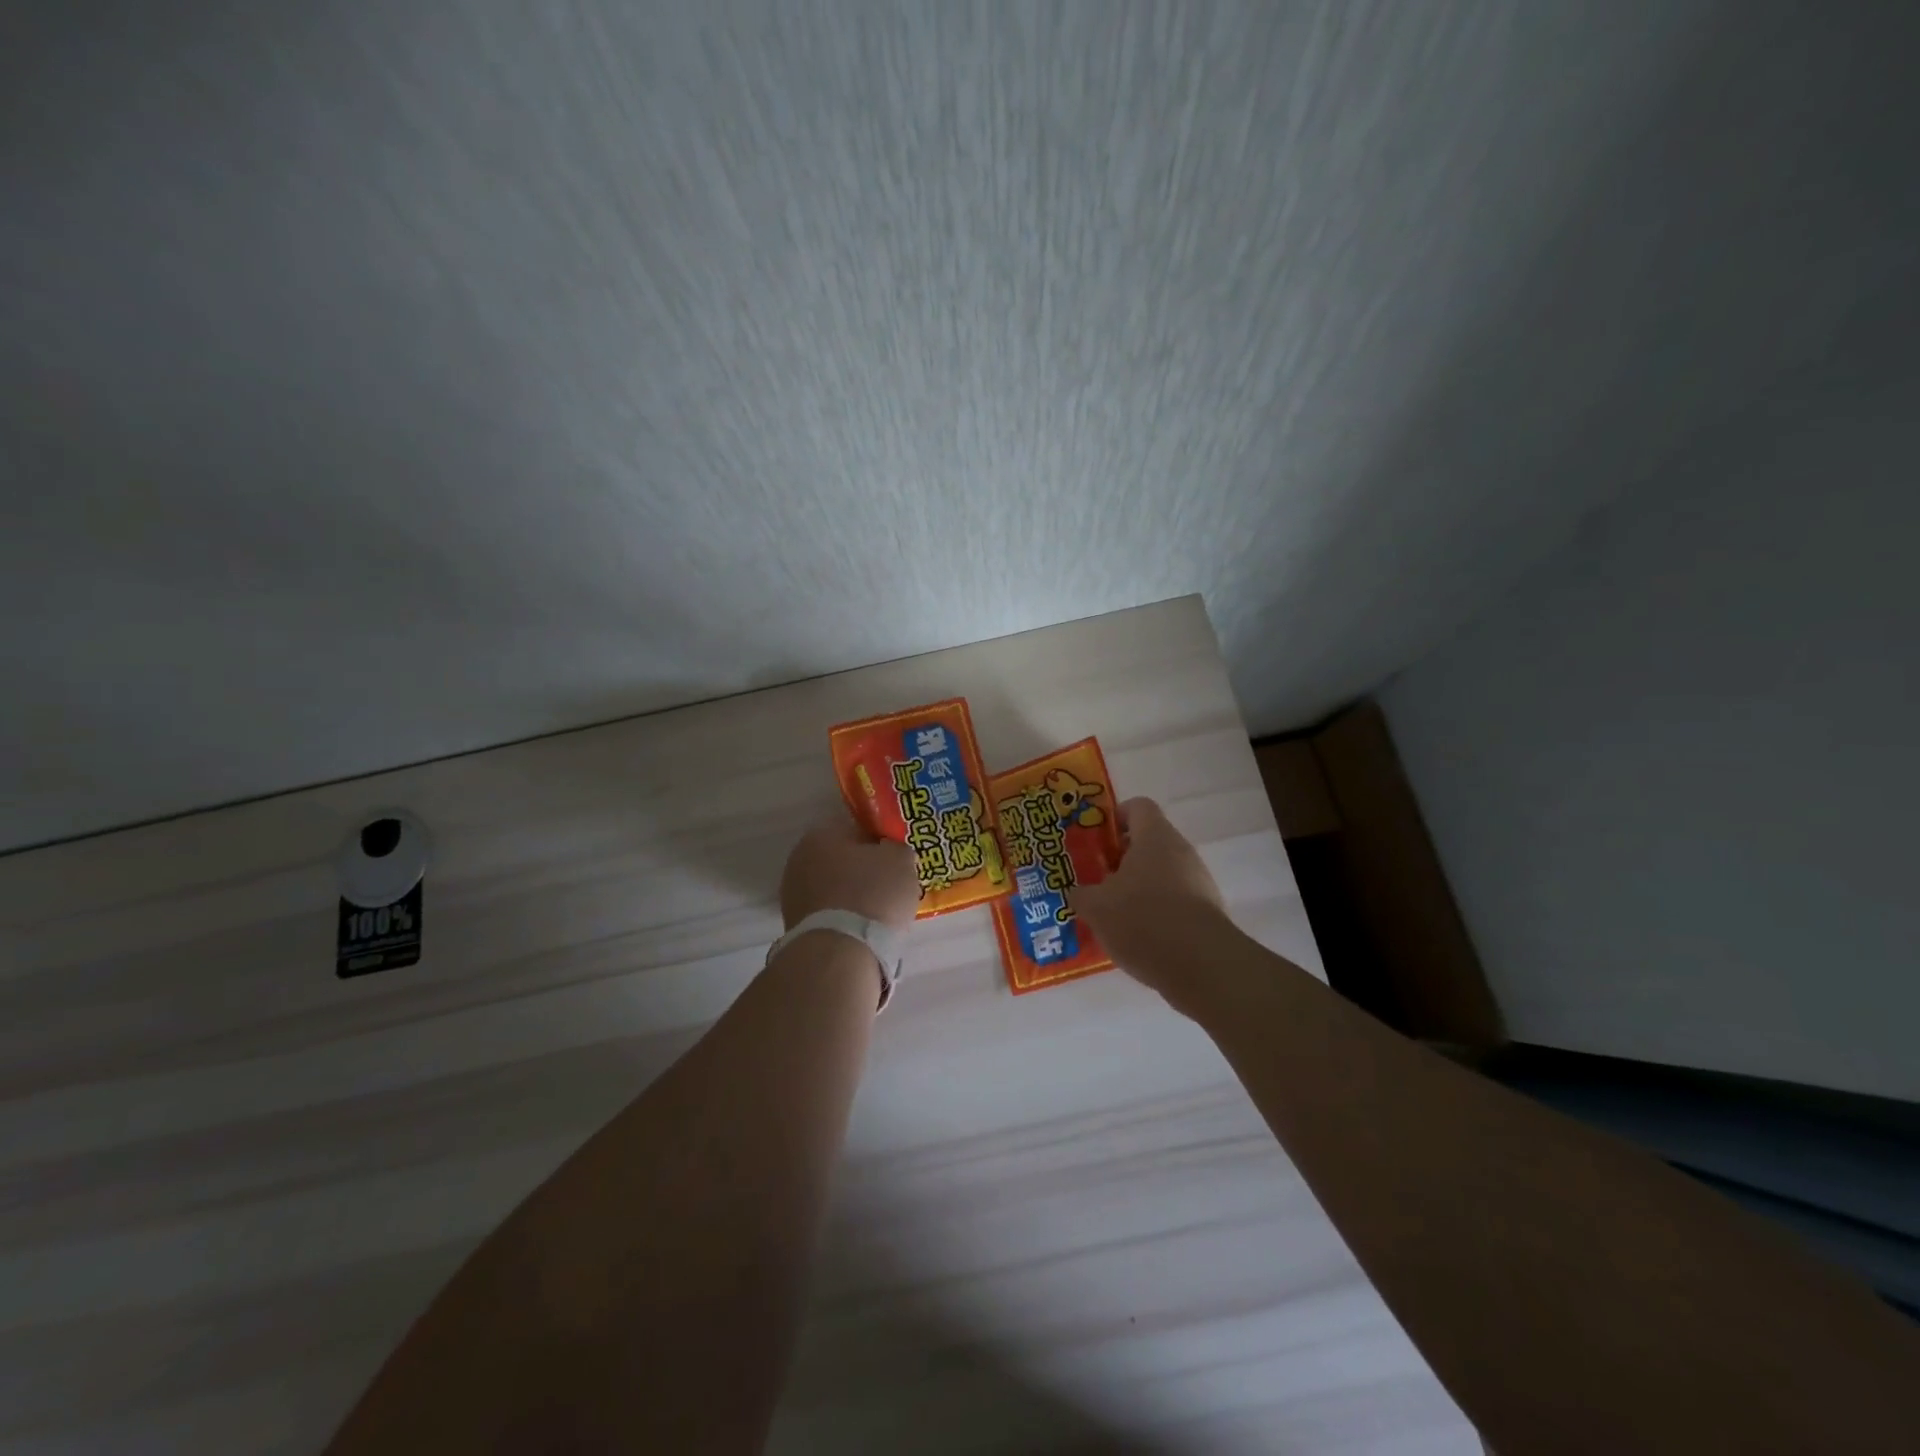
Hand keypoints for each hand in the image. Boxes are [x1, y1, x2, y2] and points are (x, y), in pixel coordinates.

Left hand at [780, 817, 920, 930]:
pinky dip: (845, 919)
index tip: (897, 860)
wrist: (840, 952)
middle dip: (865, 872)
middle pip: (843, 861)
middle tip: (892, 887)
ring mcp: (793, 895)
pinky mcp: (795, 926)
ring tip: (881, 914)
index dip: (881, 843)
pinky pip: (830, 914)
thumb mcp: (901, 860)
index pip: (857, 829)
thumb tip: (890, 852)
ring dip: (854, 897)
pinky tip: (864, 931)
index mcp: (821, 834)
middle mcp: (799, 859)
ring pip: (835, 889)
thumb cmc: (872, 895)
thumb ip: (897, 849)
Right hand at [1070, 797, 1228, 1004]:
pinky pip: (1174, 903)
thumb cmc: (1143, 920)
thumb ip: (1081, 894)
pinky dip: (1155, 913)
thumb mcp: (1096, 907)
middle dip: (1120, 860)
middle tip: (1096, 880)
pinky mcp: (1207, 912)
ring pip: (1160, 875)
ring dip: (1137, 889)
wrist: (1202, 966)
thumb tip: (1077, 892)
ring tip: (1112, 915)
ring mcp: (1199, 882)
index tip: (1096, 840)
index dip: (1115, 817)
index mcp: (1155, 837)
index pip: (1138, 806)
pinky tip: (1136, 938)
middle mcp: (1181, 851)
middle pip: (1148, 843)